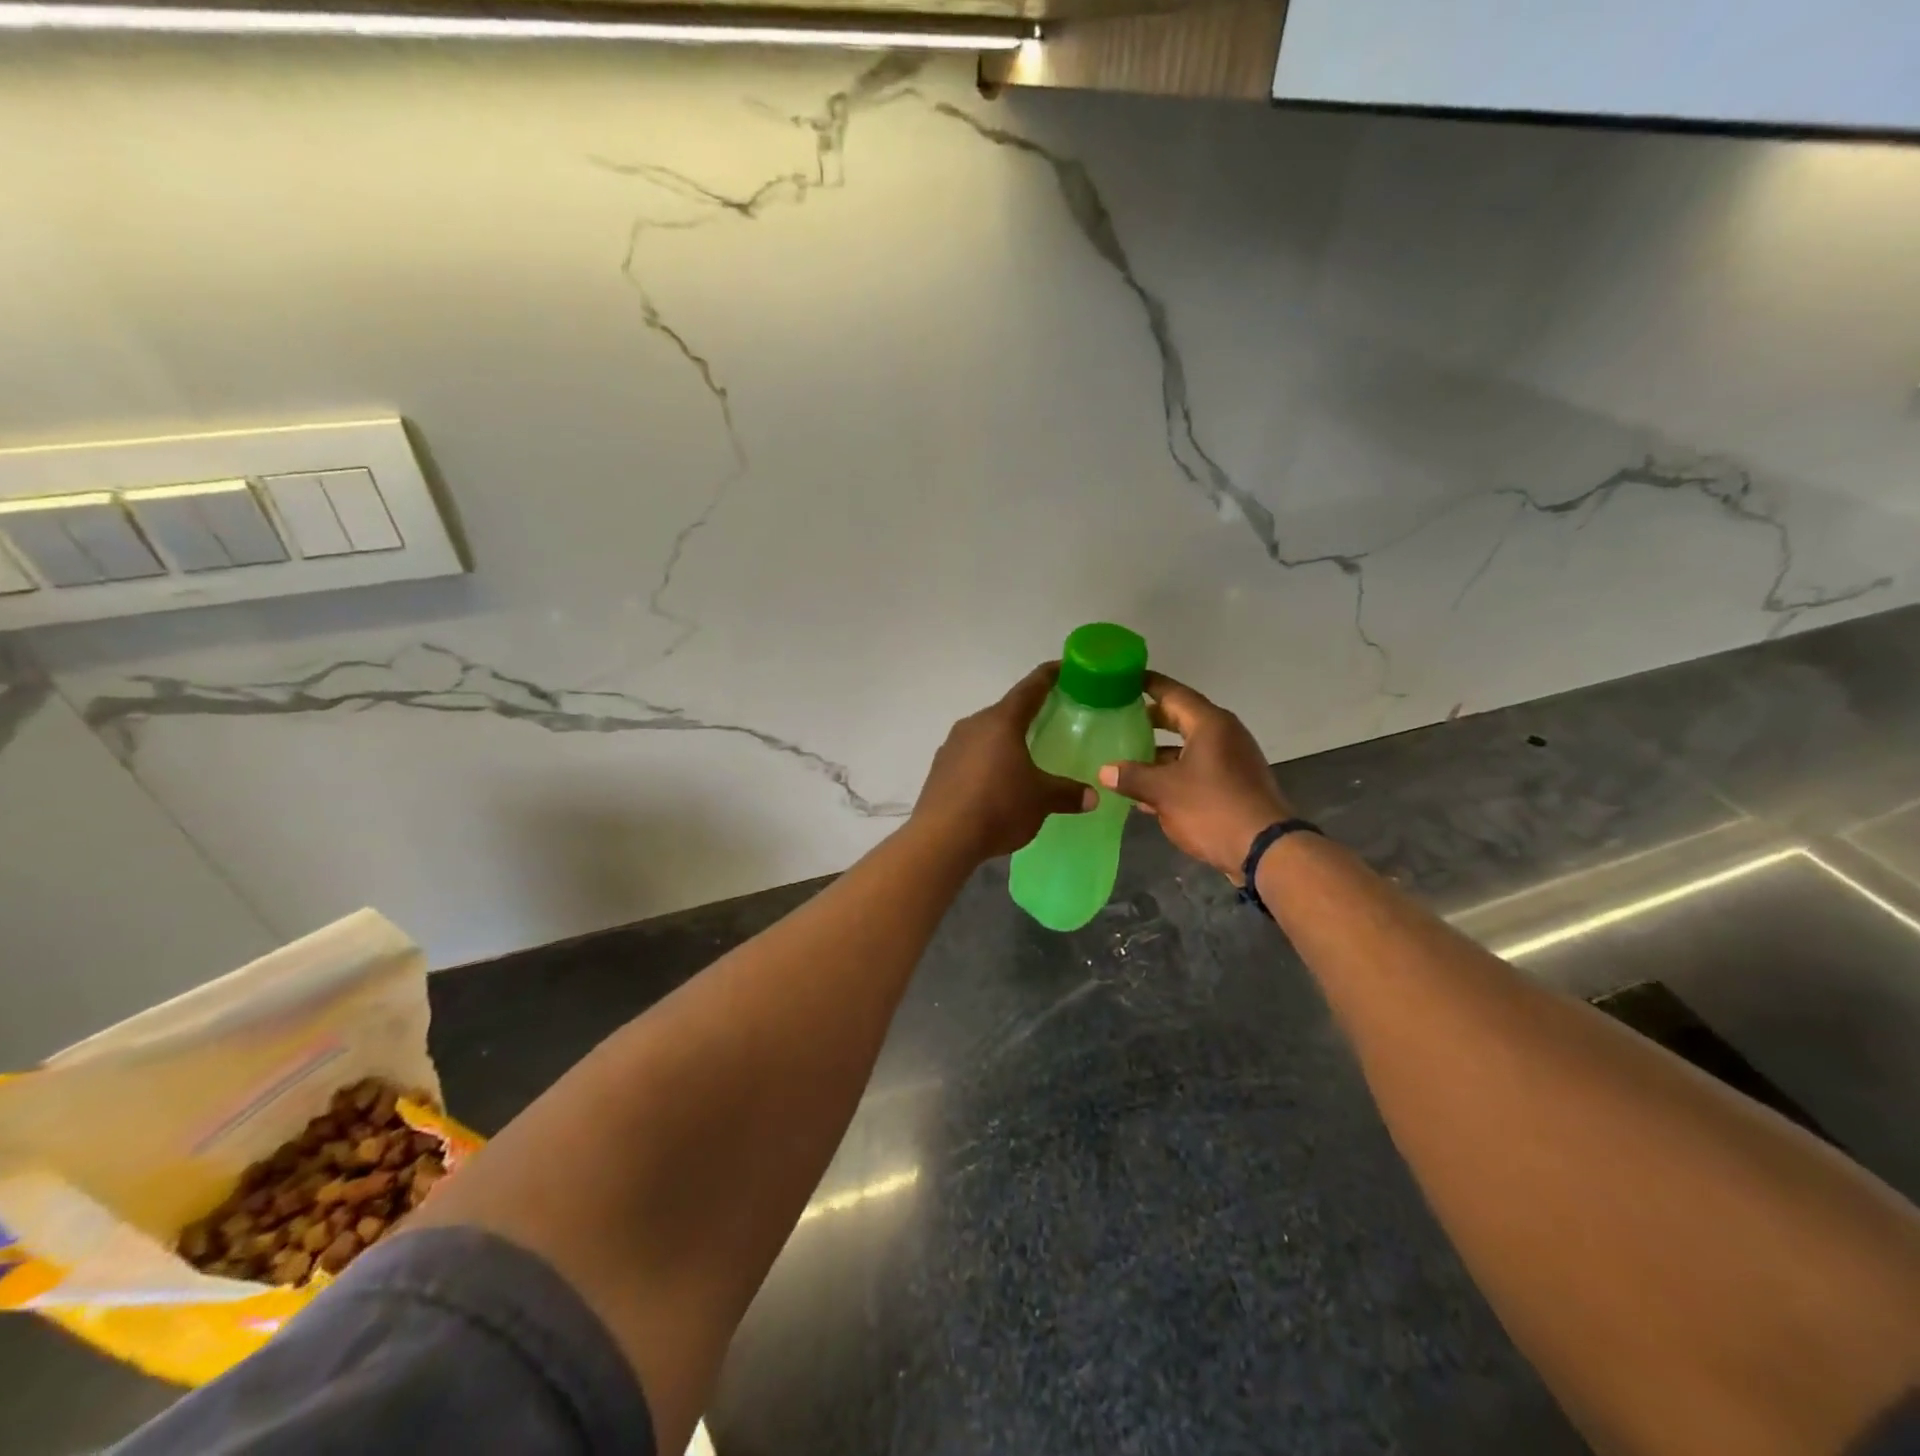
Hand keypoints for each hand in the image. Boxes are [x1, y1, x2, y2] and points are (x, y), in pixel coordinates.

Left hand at [914, 663, 1094, 860]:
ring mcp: (951, 746)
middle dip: (1027, 714)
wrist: (942, 838)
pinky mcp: (939, 769)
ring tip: (1023, 754)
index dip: (1048, 676)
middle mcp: (973, 724)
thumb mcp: (1041, 800)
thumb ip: (1067, 793)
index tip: (1063, 668)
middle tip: (1049, 719)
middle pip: (1005, 712)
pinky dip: (986, 761)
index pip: (1030, 689)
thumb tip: (1092, 796)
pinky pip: (969, 756)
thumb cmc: (998, 806)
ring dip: (1003, 740)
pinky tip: (995, 781)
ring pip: (985, 734)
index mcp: (1001, 721)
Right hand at [1098, 671, 1292, 882]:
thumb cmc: (1212, 808)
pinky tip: (1147, 791)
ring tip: (1125, 756)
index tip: (1123, 680)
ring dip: (1159, 752)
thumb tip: (1105, 771)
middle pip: (1181, 718)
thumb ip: (1132, 777)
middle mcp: (1224, 735)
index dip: (1148, 685)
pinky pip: (1197, 769)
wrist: (1264, 850)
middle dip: (1150, 720)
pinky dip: (1173, 773)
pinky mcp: (1234, 785)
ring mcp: (1232, 760)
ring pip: (1188, 747)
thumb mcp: (1164, 791)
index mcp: (1210, 724)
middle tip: (1119, 718)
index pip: (1173, 693)